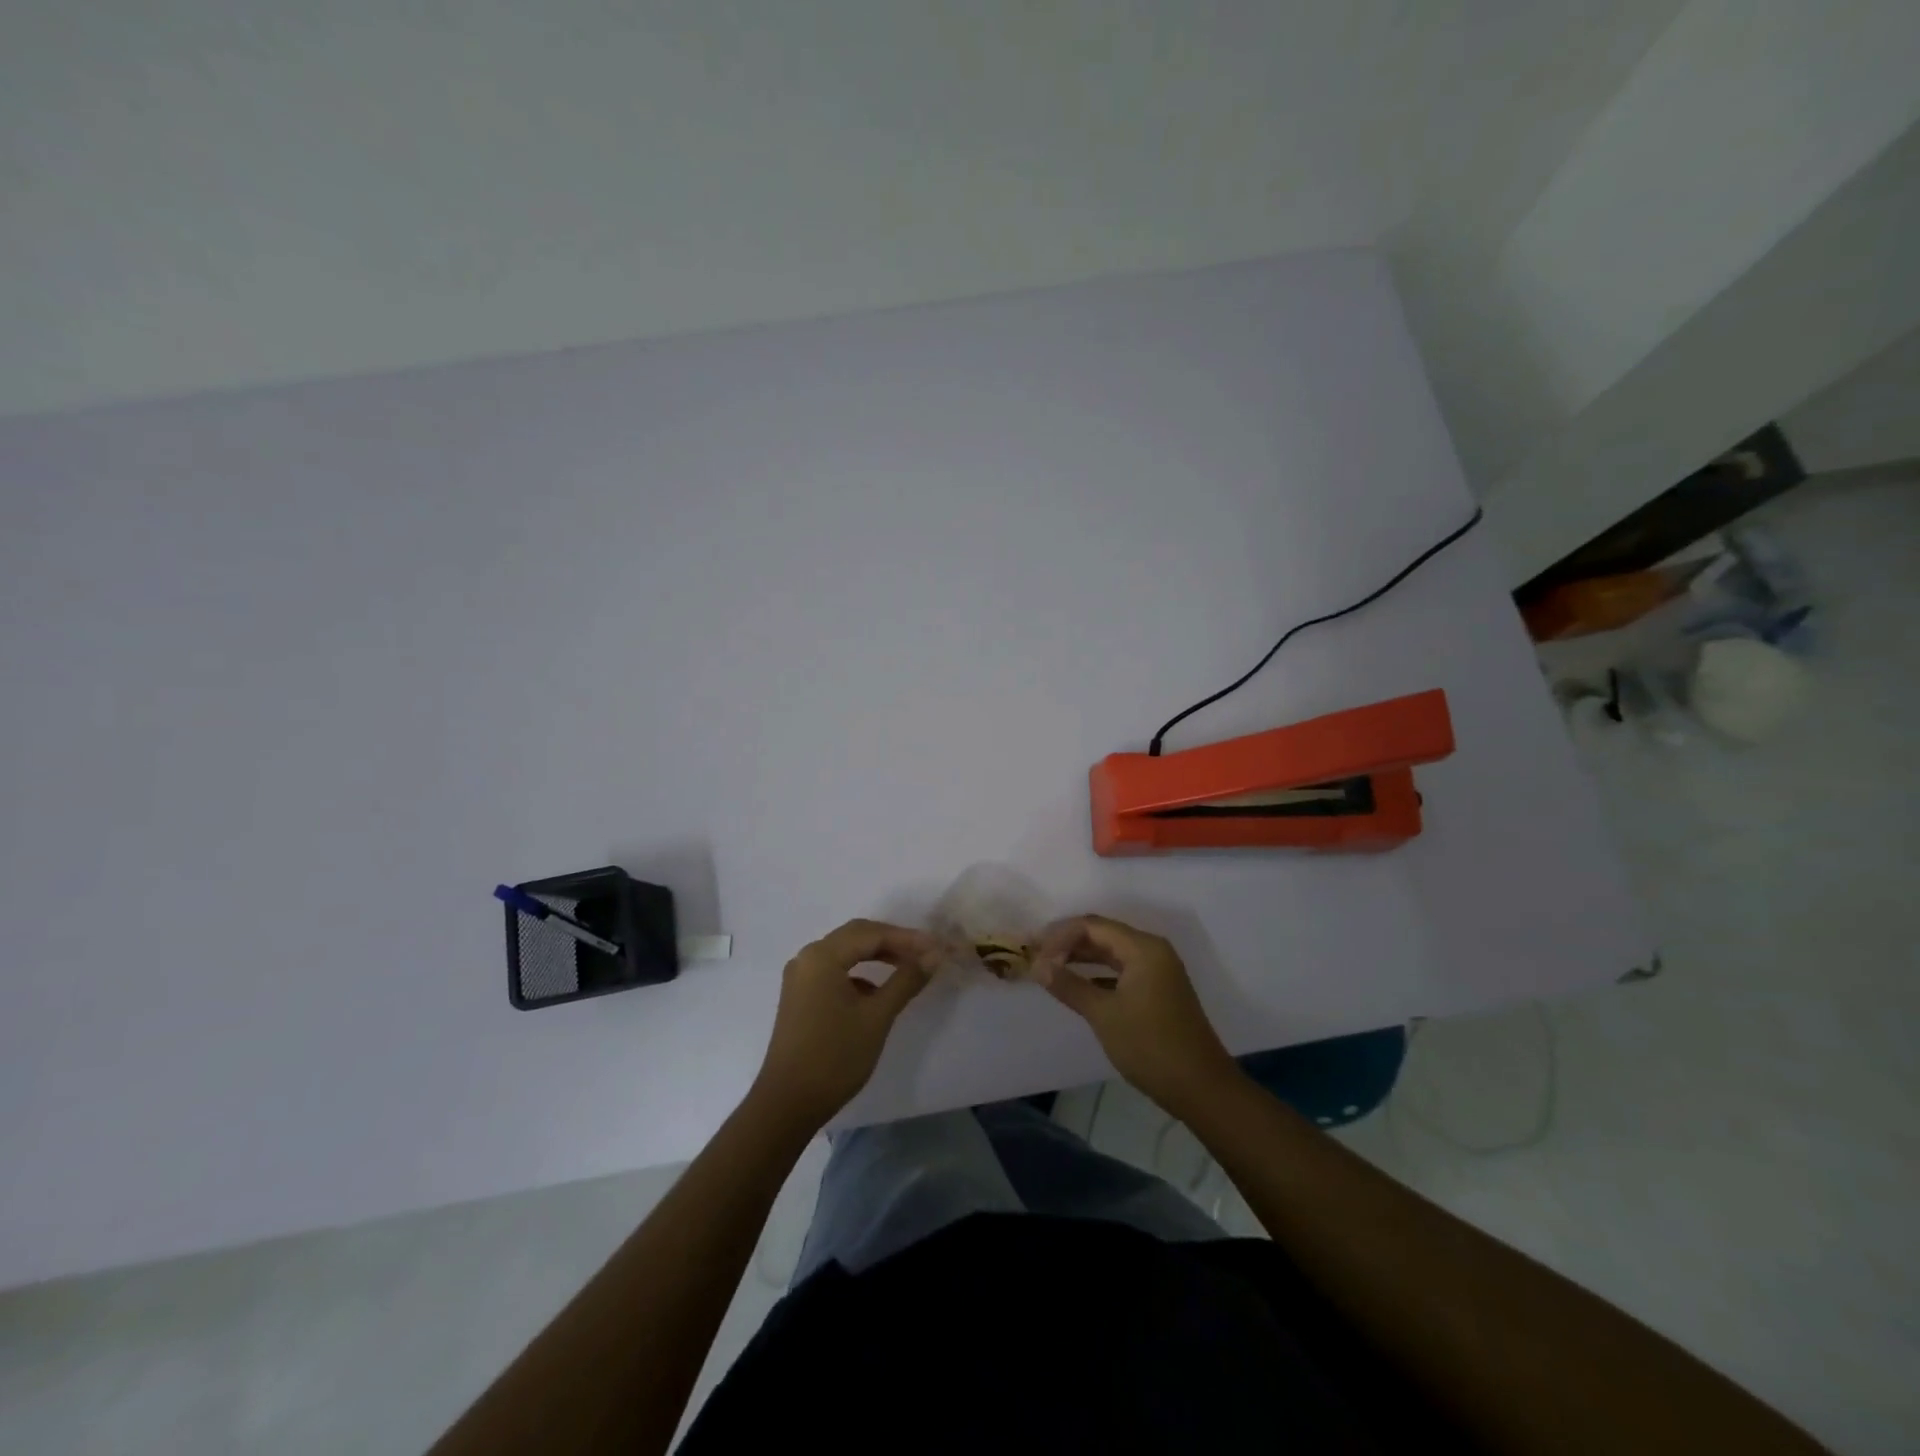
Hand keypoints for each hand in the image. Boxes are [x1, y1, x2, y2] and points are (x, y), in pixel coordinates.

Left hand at [752, 919, 938, 1132]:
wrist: (788, 1104)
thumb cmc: (835, 1057)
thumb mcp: (877, 1016)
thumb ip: (906, 980)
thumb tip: (934, 954)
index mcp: (822, 956)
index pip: (871, 933)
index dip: (906, 938)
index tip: (937, 947)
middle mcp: (807, 958)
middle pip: (856, 936)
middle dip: (892, 942)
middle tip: (925, 953)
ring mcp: (801, 977)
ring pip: (845, 953)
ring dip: (877, 956)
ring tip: (908, 968)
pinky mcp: (800, 996)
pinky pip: (835, 971)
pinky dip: (860, 973)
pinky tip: (878, 991)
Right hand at [1030, 914, 1237, 1114]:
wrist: (1201, 1087)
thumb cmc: (1150, 1046)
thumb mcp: (1104, 1014)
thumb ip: (1069, 985)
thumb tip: (1037, 965)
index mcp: (1143, 948)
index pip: (1092, 926)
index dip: (1059, 936)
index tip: (1033, 954)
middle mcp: (1152, 951)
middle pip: (1102, 934)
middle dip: (1068, 943)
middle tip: (1036, 957)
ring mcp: (1158, 970)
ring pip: (1112, 952)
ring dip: (1081, 957)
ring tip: (1050, 968)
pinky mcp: (1158, 990)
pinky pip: (1121, 969)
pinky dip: (1097, 973)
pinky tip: (1077, 985)